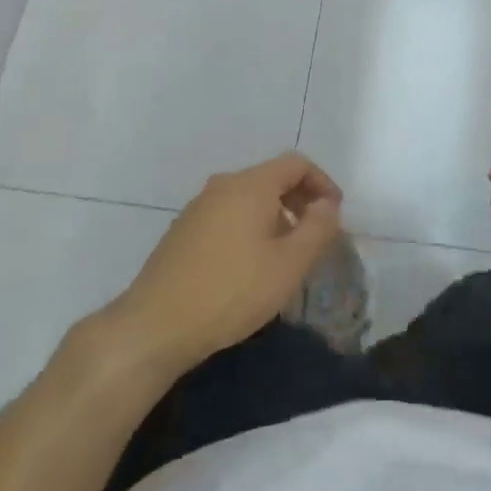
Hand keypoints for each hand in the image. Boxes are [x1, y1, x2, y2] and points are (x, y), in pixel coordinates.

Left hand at [108, 154, 343, 378]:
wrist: (154, 326)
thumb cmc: (231, 291)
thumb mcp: (289, 265)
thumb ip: (317, 228)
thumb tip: (327, 205)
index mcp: (251, 185)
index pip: (296, 164)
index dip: (322, 183)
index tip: (335, 213)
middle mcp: (223, 185)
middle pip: (271, 177)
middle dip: (299, 200)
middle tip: (315, 234)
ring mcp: (198, 207)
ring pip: (248, 198)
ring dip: (274, 215)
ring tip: (285, 253)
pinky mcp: (182, 231)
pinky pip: (227, 215)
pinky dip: (249, 227)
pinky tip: (249, 265)